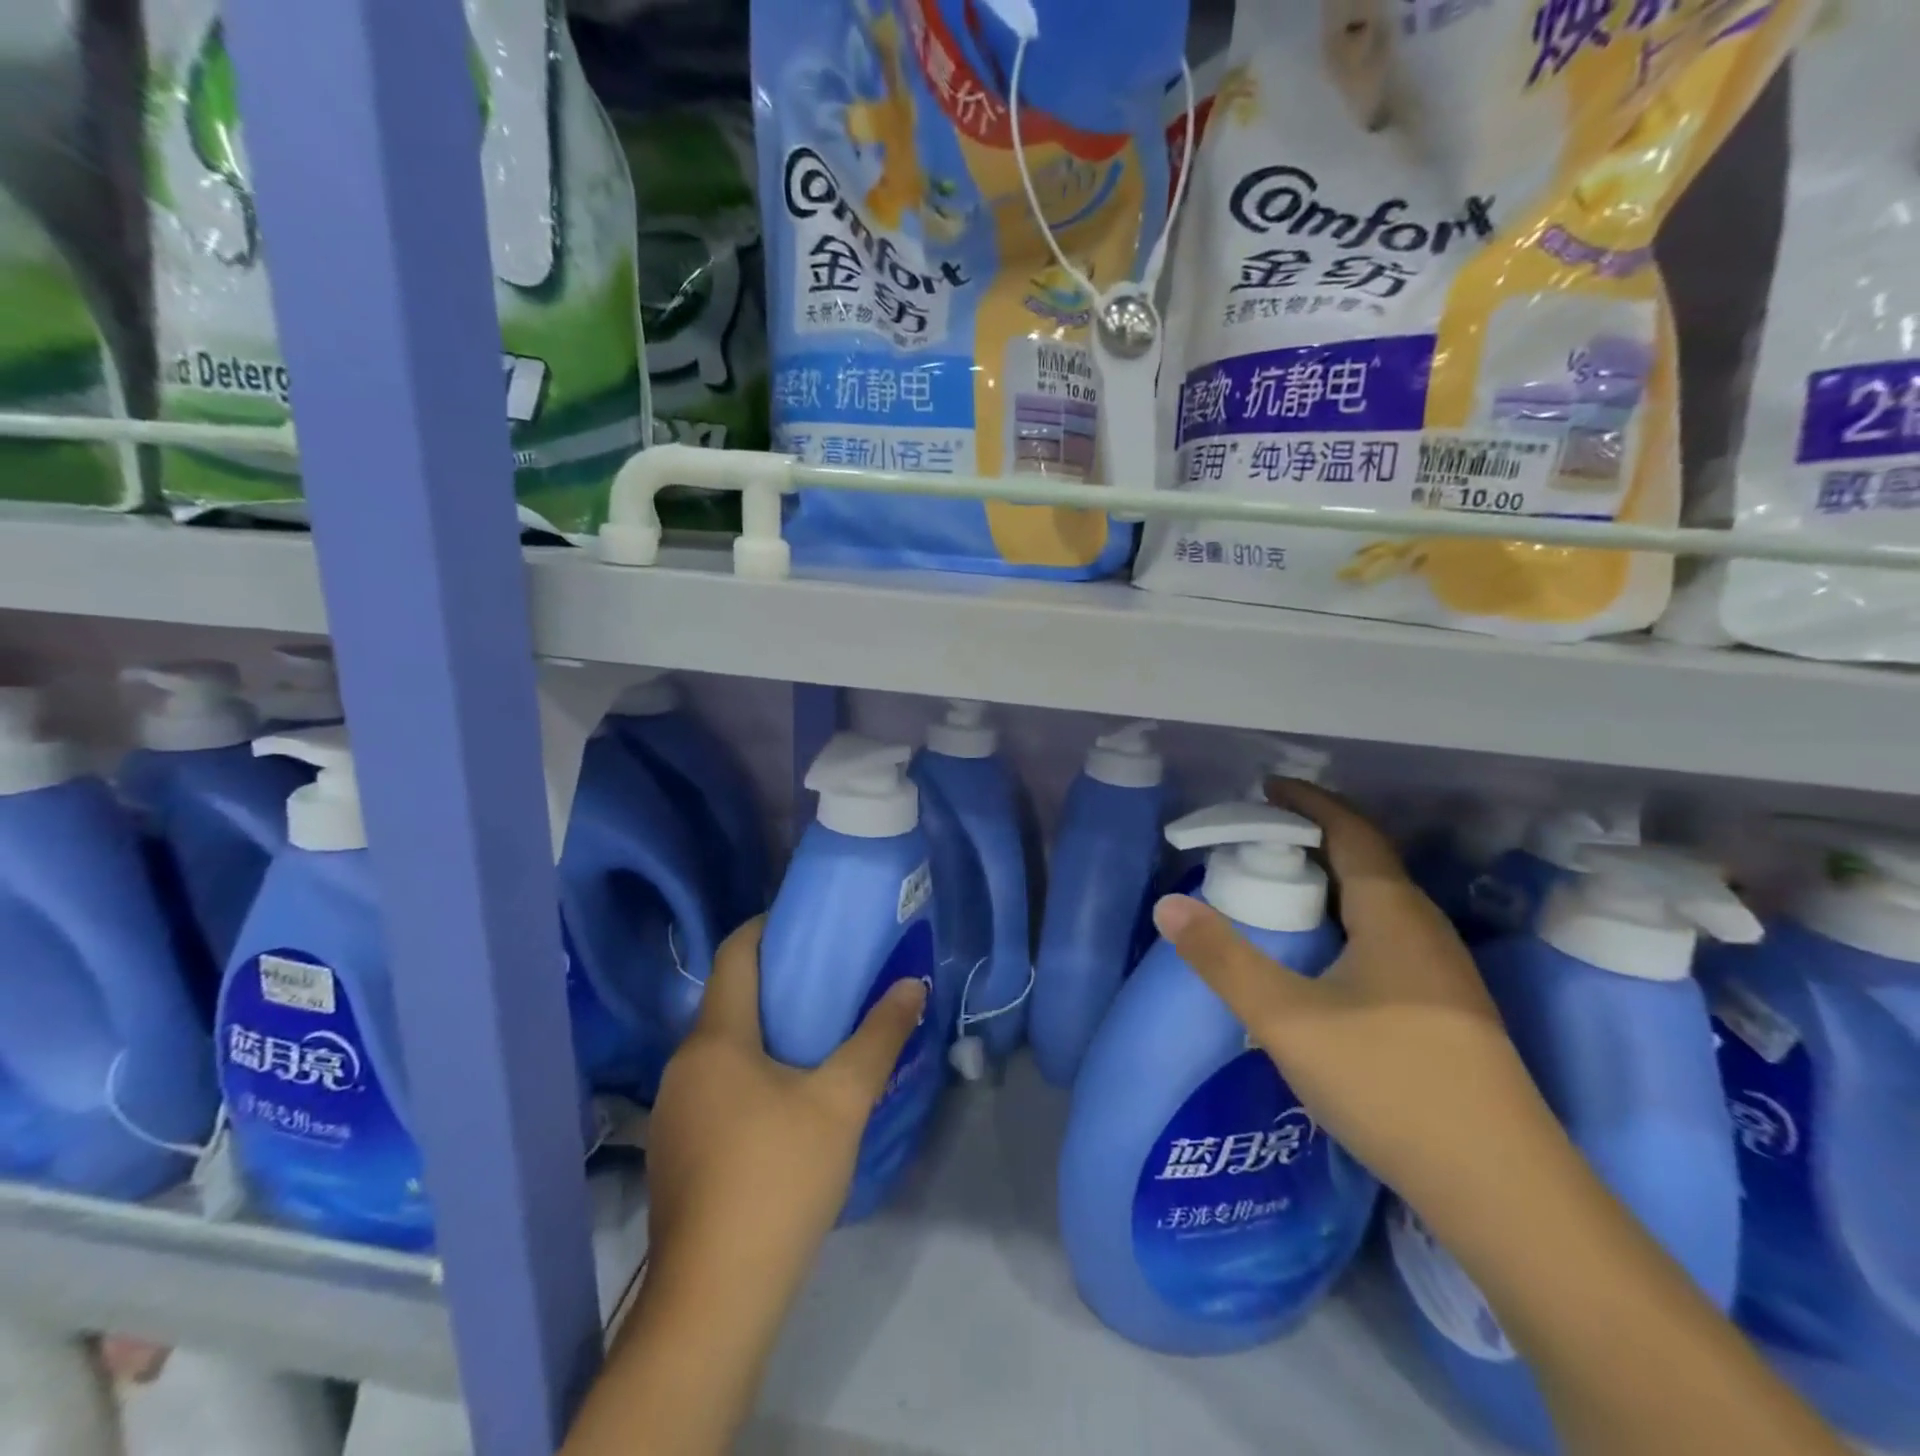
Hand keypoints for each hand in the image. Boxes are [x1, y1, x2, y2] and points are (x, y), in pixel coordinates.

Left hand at [567, 919, 927, 1455]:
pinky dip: (753, 1070)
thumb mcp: (841, 1101)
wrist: (714, 1301)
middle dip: (780, 981)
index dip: (768, 926)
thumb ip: (879, 1037)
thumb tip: (912, 985)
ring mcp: (675, 1110)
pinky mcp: (679, 1149)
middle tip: (833, 978)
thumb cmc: (777, 1179)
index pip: (735, 954)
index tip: (810, 922)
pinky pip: (718, 1084)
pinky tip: (790, 1097)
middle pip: (731, 999)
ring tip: (821, 1033)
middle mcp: (684, 1064)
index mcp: (715, 1039)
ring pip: (724, 1046)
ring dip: (768, 1030)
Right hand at [1150, 778, 1557, 1213]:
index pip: (1352, 834)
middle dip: (1317, 839)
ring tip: (1287, 892)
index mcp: (1393, 915)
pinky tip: (1327, 960)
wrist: (1505, 1191)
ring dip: (1336, 883)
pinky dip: (1350, 921)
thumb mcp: (1287, 1019)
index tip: (1269, 788)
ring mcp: (1445, 975)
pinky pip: (1390, 938)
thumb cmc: (1390, 1083)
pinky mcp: (1449, 1013)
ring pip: (1383, 905)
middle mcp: (1426, 932)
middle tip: (1262, 839)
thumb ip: (1223, 959)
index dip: (1311, 804)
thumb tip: (1168, 905)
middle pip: (1370, 863)